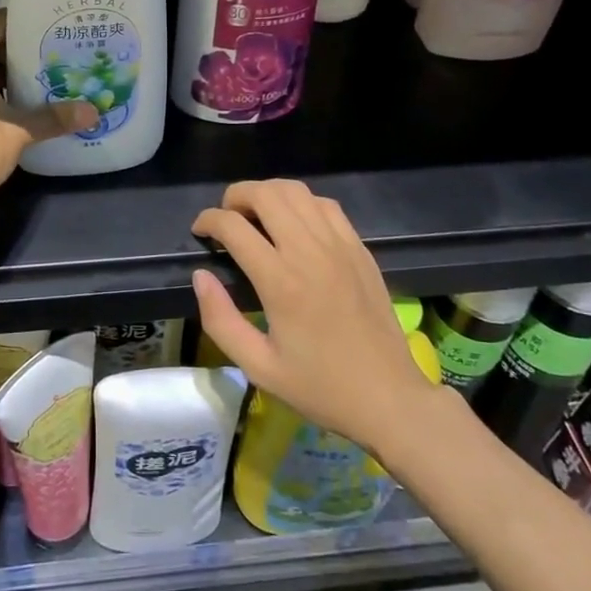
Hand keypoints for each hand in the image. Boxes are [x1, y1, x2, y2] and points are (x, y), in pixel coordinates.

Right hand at [192, 180, 439, 458]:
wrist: (389, 398)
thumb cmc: (320, 387)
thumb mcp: (258, 367)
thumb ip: (220, 319)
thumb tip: (200, 276)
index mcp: (280, 281)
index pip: (233, 226)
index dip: (208, 220)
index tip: (200, 232)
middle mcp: (309, 252)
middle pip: (265, 194)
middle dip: (236, 196)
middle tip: (225, 218)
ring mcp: (340, 245)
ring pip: (297, 191)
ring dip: (268, 193)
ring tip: (256, 215)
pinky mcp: (360, 248)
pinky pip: (326, 205)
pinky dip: (302, 202)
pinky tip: (294, 223)